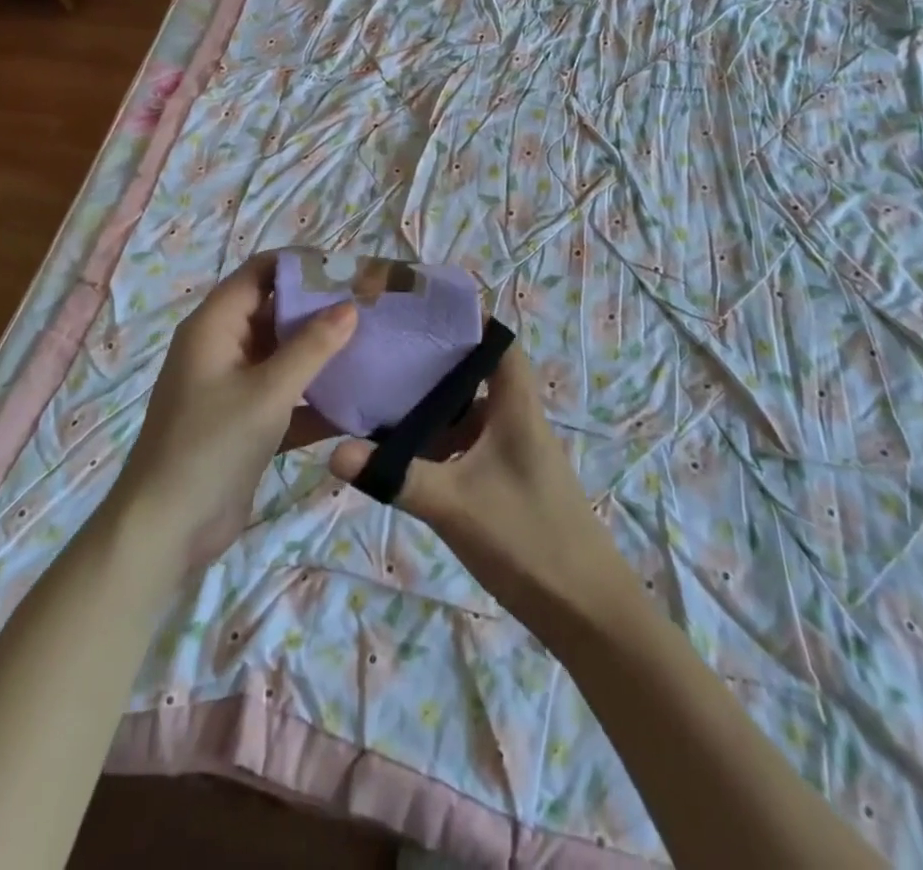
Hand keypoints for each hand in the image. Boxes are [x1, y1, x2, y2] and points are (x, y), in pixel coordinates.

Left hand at [111, 254, 355, 568]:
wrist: (166, 529)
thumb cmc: (212, 446)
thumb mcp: (267, 392)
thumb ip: (311, 347)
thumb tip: (350, 306)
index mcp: (215, 325)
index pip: (261, 272)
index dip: (303, 265)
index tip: (349, 271)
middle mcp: (222, 346)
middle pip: (275, 309)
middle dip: (319, 308)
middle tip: (371, 310)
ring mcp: (232, 384)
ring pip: (282, 353)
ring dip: (320, 352)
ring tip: (371, 347)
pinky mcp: (244, 419)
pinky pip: (284, 393)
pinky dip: (313, 396)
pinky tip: (356, 403)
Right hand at [328, 347, 638, 631]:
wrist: (588, 613)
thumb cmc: (527, 539)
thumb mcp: (454, 504)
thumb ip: (395, 476)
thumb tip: (334, 453)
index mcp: (515, 406)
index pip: (497, 340)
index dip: (466, 318)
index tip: (419, 309)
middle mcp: (517, 419)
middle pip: (476, 373)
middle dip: (434, 362)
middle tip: (386, 353)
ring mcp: (514, 452)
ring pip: (470, 413)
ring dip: (435, 406)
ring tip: (384, 398)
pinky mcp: (509, 481)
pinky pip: (470, 445)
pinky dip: (441, 442)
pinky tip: (407, 455)